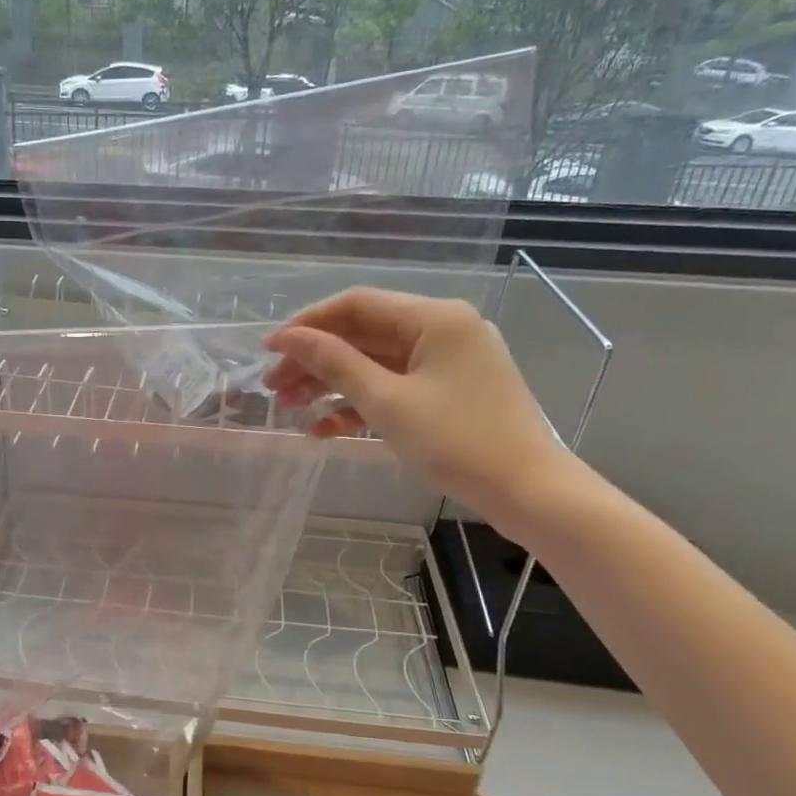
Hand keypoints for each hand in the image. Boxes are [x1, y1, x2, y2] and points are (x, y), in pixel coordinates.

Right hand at [263, 287, 570, 522]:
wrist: (526, 491)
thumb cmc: (455, 441)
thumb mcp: (386, 401)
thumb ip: (335, 363)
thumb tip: (289, 338)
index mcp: (434, 318)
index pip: (357, 305)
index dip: (307, 324)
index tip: (269, 350)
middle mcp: (442, 329)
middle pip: (363, 335)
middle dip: (314, 360)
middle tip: (273, 387)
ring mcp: (447, 362)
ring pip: (374, 363)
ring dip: (331, 384)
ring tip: (290, 408)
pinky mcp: (448, 391)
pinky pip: (395, 387)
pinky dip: (360, 404)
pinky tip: (324, 428)